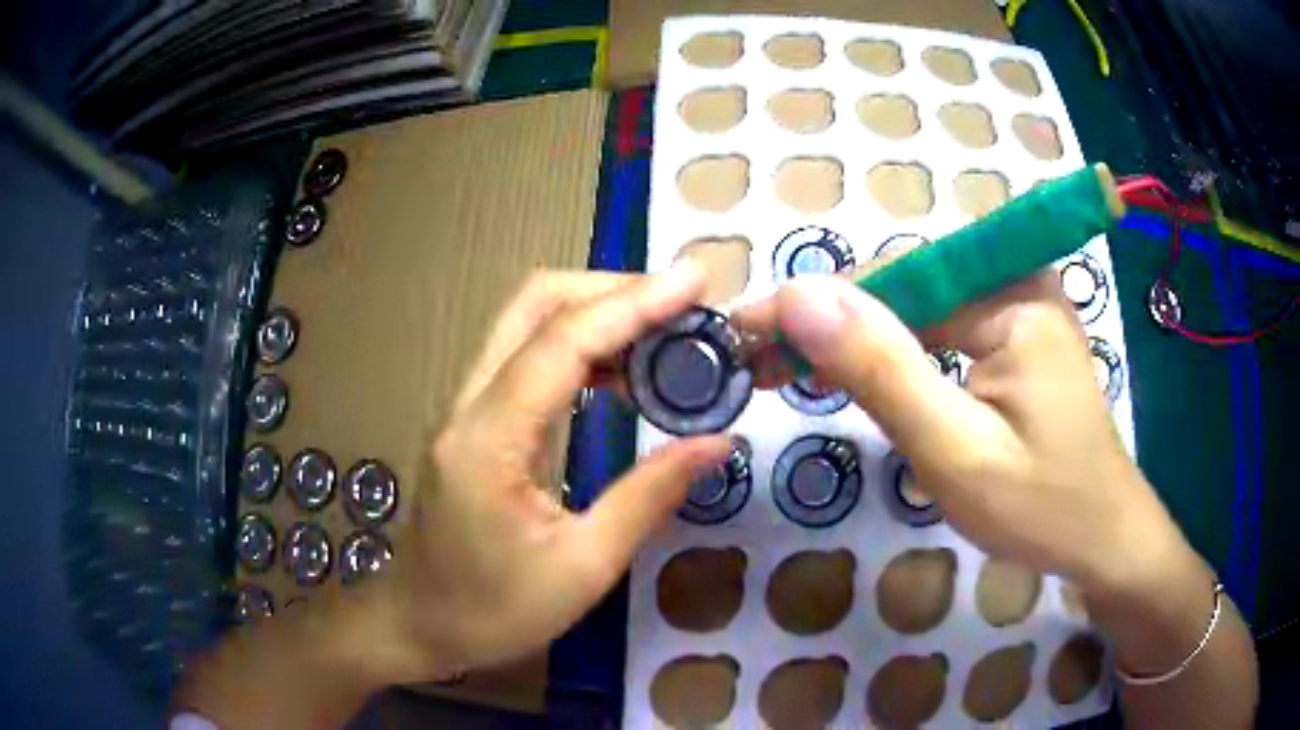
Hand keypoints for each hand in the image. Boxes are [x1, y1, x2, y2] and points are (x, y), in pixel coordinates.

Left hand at [372, 266, 730, 681]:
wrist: (419, 623)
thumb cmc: (494, 611)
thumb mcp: (583, 568)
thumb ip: (649, 497)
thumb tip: (716, 442)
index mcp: (489, 440)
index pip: (562, 342)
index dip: (633, 303)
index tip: (695, 280)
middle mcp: (470, 405)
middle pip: (534, 304)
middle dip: (611, 288)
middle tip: (682, 303)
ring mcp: (467, 409)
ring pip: (527, 322)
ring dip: (596, 310)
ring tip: (665, 328)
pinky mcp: (475, 421)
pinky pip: (527, 357)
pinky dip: (579, 344)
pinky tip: (621, 370)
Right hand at [736, 270, 1188, 598]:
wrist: (1104, 540)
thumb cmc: (1042, 507)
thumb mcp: (956, 451)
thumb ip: (883, 371)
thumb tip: (800, 296)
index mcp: (1014, 293)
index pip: (895, 280)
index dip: (816, 306)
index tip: (746, 332)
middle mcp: (1017, 280)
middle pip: (906, 289)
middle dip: (833, 325)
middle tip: (761, 362)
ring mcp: (1019, 308)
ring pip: (919, 311)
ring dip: (857, 342)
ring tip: (792, 369)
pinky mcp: (1015, 337)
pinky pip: (943, 333)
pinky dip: (895, 357)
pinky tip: (857, 376)